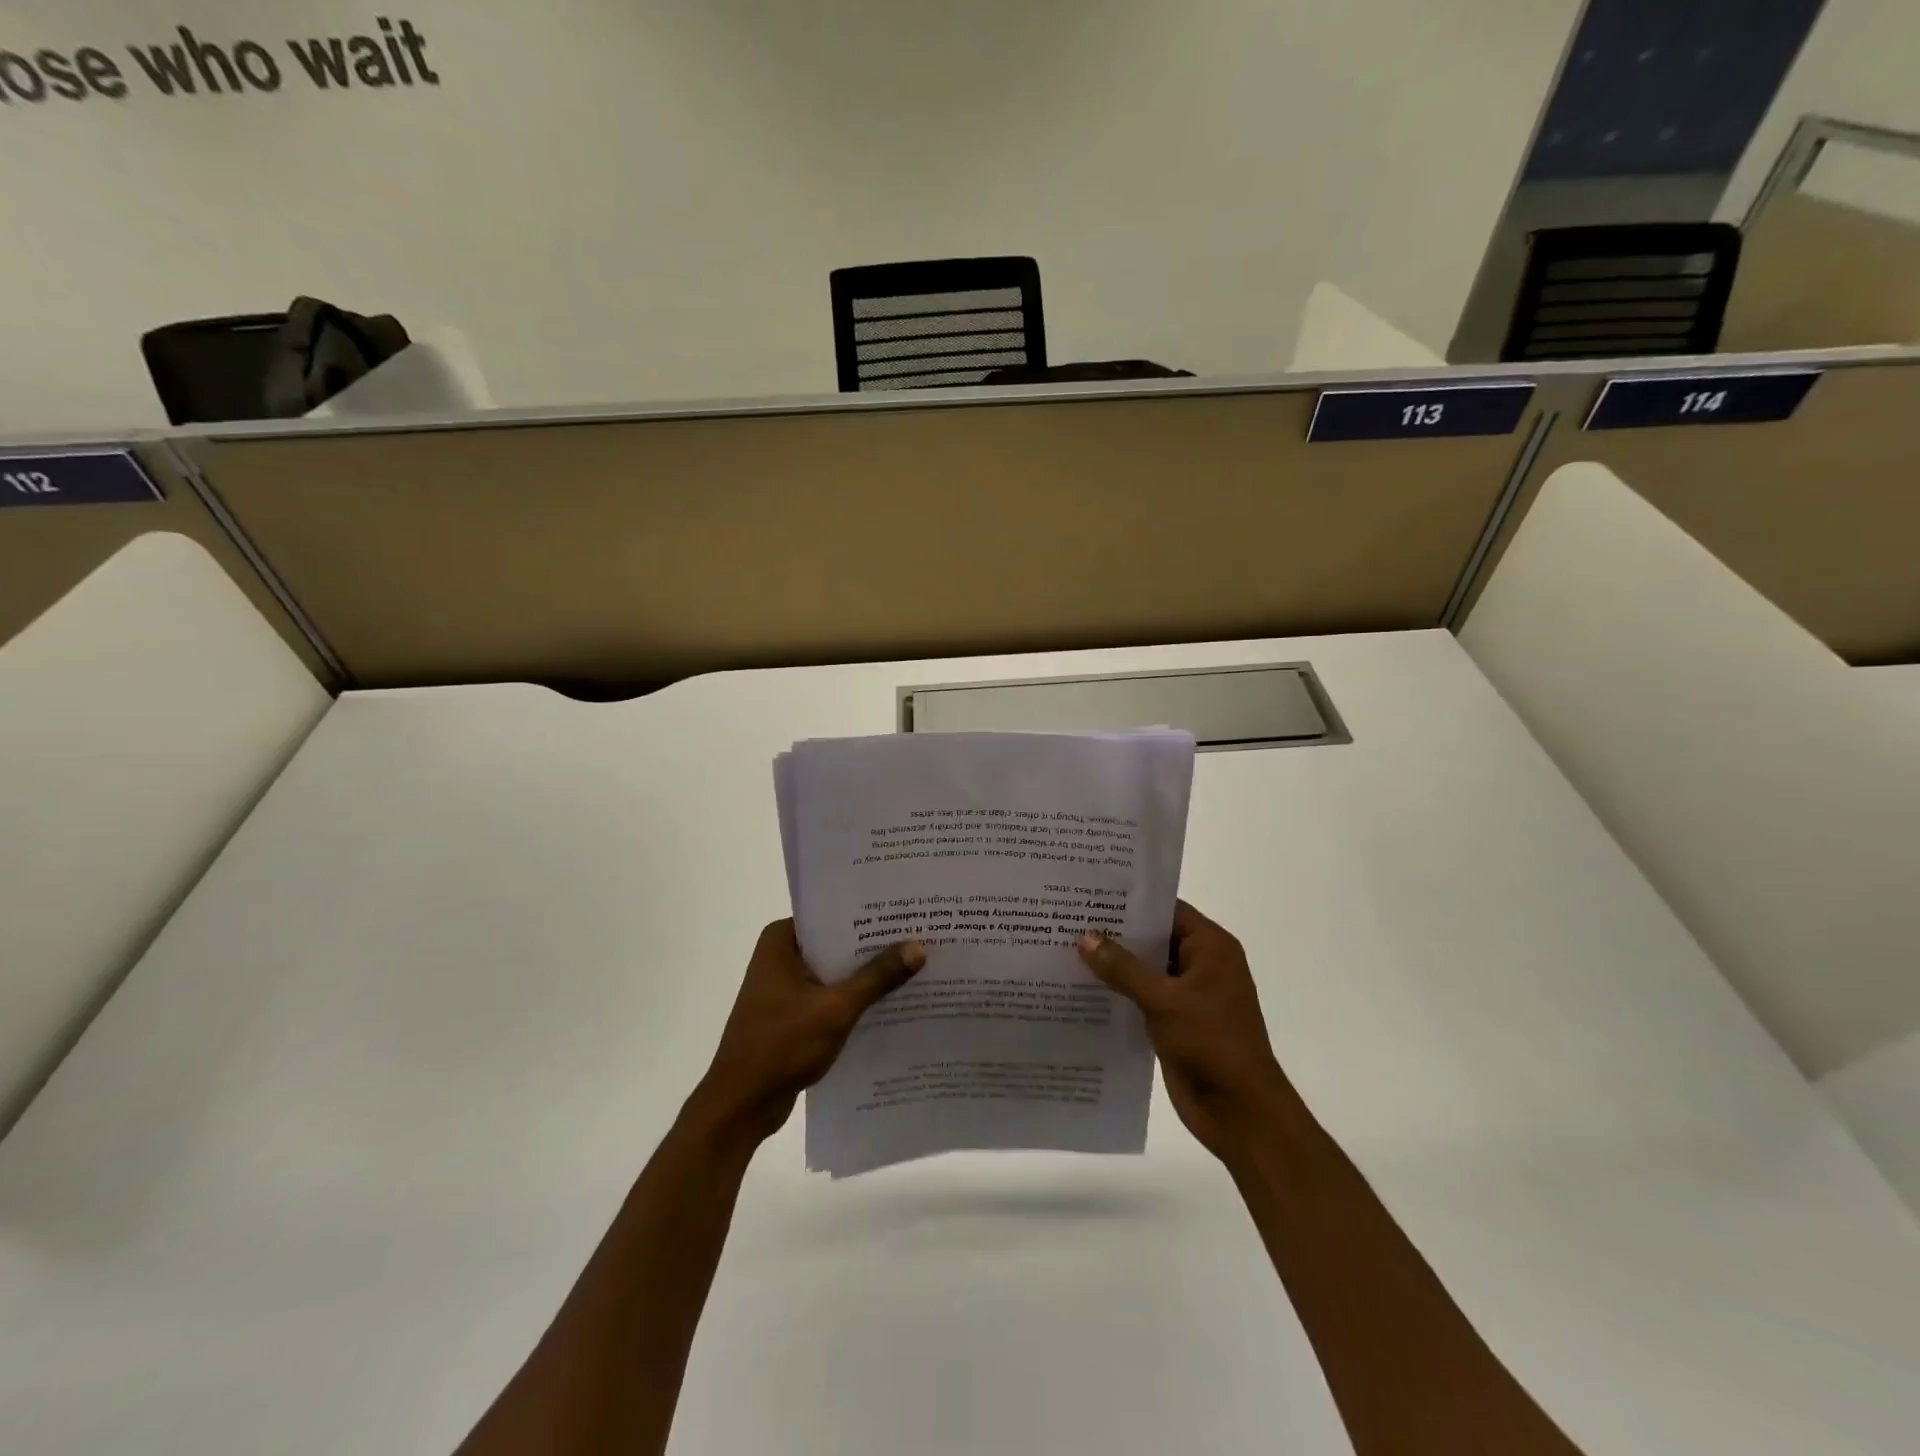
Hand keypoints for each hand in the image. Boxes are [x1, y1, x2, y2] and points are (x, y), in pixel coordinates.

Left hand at [688, 920, 924, 1146]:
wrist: (741, 1105)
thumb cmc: (781, 1045)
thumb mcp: (836, 1008)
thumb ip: (878, 977)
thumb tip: (918, 947)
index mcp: (781, 940)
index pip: (833, 914)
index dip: (871, 915)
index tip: (908, 912)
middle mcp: (781, 955)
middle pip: (837, 943)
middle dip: (874, 946)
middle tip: (921, 937)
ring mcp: (785, 986)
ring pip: (835, 971)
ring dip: (867, 975)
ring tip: (915, 966)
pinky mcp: (792, 1013)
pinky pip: (830, 995)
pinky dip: (854, 999)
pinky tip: (891, 1002)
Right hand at [1077, 900, 1293, 1162]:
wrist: (1240, 1112)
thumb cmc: (1211, 1043)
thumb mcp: (1163, 1000)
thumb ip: (1123, 967)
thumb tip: (1085, 937)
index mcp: (1211, 947)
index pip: (1167, 910)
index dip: (1131, 901)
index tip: (1090, 894)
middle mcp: (1201, 964)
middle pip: (1154, 938)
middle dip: (1116, 933)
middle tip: (1069, 918)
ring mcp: (1189, 995)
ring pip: (1146, 969)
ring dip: (1114, 964)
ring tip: (1066, 948)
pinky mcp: (1176, 1022)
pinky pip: (1142, 997)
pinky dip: (1119, 992)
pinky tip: (1082, 988)